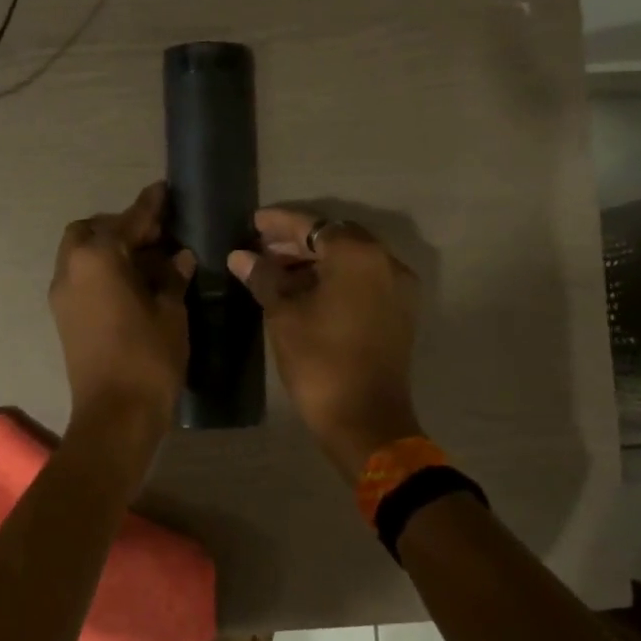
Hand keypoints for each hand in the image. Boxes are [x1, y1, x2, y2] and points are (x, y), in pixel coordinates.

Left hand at [50, 182, 194, 433]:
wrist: (114, 415)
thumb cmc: (148, 358)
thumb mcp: (170, 312)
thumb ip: (171, 278)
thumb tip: (177, 258)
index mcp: (96, 259)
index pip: (127, 222)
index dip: (149, 207)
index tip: (164, 191)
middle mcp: (70, 269)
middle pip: (90, 232)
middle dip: (120, 227)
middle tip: (155, 237)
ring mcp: (62, 295)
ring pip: (81, 255)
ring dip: (108, 250)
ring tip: (147, 262)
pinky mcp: (63, 318)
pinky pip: (80, 278)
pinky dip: (101, 271)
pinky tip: (132, 285)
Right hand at [230, 207, 421, 478]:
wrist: (364, 418)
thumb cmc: (319, 361)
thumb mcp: (284, 315)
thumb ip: (264, 277)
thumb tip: (241, 257)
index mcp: (358, 256)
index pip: (314, 225)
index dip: (280, 224)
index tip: (254, 222)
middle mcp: (385, 262)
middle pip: (336, 238)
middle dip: (298, 241)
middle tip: (262, 248)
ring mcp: (397, 288)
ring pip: (351, 260)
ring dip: (316, 261)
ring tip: (277, 270)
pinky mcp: (399, 311)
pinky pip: (363, 280)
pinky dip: (335, 278)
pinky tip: (304, 290)